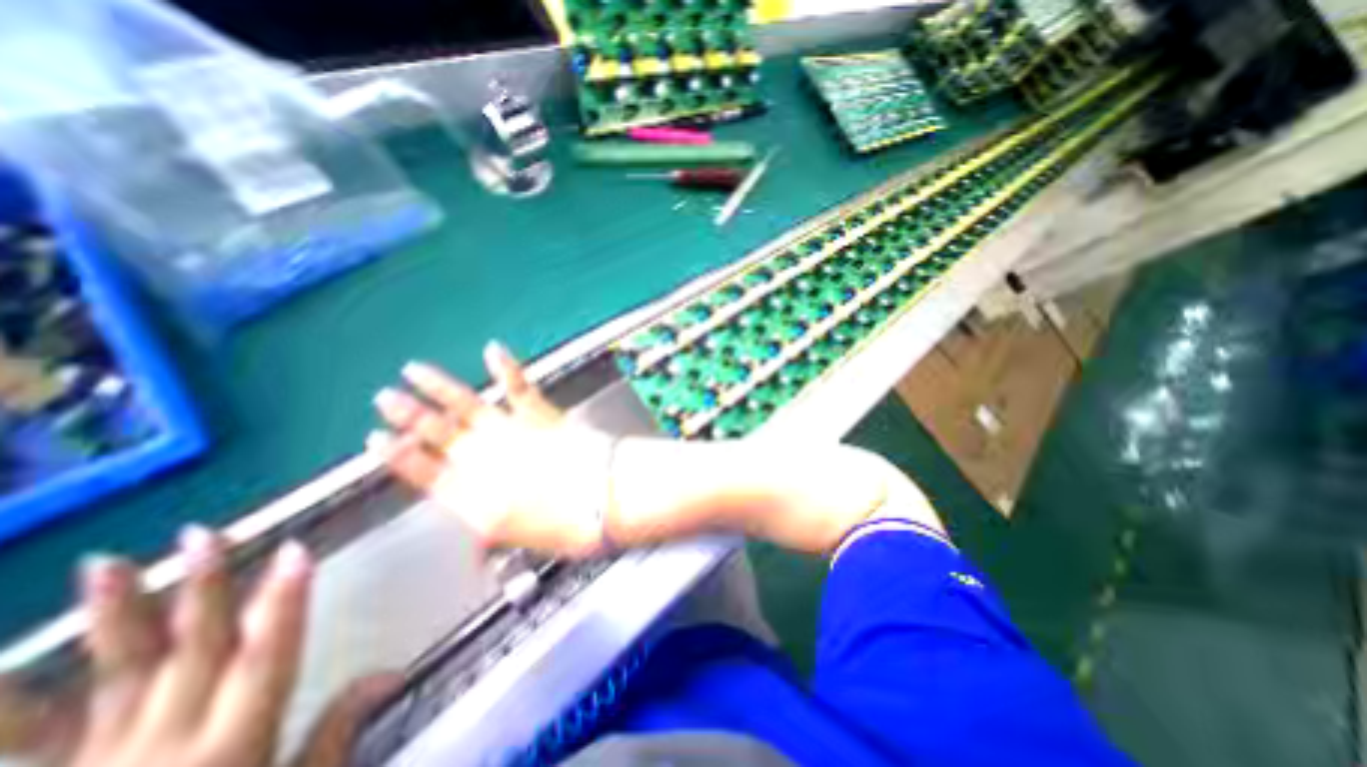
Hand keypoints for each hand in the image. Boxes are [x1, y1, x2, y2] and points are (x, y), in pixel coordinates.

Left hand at [0, 531, 401, 765]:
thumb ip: (337, 733)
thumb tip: (393, 672)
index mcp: (231, 747)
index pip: (269, 656)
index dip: (285, 602)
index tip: (296, 551)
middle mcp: (163, 746)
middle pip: (193, 650)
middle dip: (204, 588)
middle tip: (203, 534)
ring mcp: (96, 766)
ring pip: (114, 676)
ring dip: (116, 617)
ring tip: (104, 564)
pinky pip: (26, 742)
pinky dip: (8, 708)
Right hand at [368, 343, 615, 556]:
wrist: (607, 499)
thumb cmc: (567, 528)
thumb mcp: (519, 541)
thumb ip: (491, 531)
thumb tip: (477, 535)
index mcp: (473, 497)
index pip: (423, 473)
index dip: (397, 456)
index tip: (378, 439)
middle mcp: (485, 460)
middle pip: (437, 433)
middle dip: (408, 414)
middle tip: (384, 398)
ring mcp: (513, 433)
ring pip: (466, 405)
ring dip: (438, 387)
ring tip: (413, 370)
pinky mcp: (541, 415)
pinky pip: (519, 386)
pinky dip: (506, 367)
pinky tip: (493, 349)